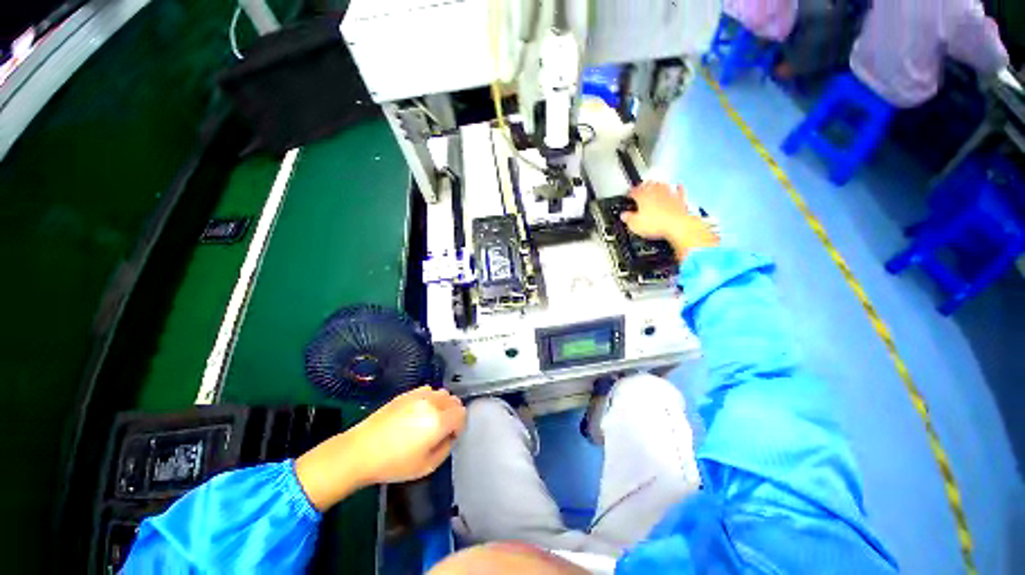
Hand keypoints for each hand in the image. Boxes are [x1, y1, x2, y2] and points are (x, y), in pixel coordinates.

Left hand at [295, 386, 465, 510]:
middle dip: (453, 413)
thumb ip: (446, 448)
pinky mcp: (407, 393)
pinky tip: (419, 411)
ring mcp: (419, 395)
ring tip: (430, 419)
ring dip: (442, 404)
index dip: (459, 426)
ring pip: (442, 393)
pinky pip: (428, 390)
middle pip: (454, 400)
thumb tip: (450, 435)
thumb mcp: (426, 466)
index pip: (462, 414)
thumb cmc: (394, 464)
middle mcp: (432, 403)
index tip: (450, 436)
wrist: (361, 451)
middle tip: (441, 429)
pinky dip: (430, 398)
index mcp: (439, 421)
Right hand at [620, 181, 719, 260]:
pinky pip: (679, 191)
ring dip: (658, 185)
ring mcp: (669, 194)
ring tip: (655, 185)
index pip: (633, 191)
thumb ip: (628, 218)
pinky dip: (677, 188)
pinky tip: (678, 187)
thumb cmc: (657, 224)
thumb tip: (624, 216)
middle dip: (643, 186)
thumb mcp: (635, 225)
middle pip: (648, 184)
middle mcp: (656, 192)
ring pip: (663, 185)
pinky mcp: (680, 200)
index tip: (628, 196)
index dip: (629, 194)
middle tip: (640, 188)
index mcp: (643, 196)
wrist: (678, 226)